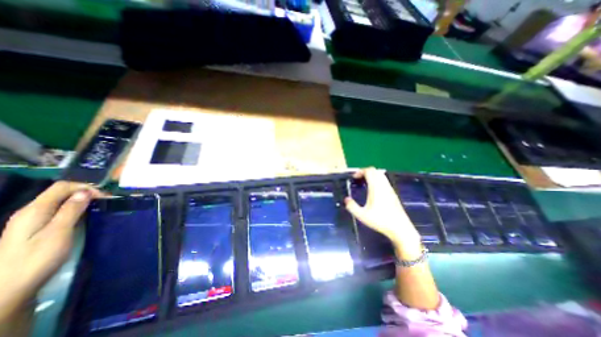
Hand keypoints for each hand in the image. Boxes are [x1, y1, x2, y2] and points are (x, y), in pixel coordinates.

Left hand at [0, 180, 102, 313]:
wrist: (10, 289)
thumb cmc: (37, 259)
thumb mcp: (58, 233)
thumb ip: (71, 210)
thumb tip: (85, 192)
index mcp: (34, 210)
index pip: (62, 187)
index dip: (85, 187)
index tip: (104, 197)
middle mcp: (30, 212)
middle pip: (60, 192)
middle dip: (85, 193)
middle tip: (105, 201)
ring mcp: (31, 221)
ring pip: (60, 201)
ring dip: (81, 201)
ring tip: (98, 207)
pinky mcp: (35, 229)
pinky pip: (58, 211)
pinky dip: (74, 209)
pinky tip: (83, 216)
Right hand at [345, 169, 418, 249]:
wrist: (400, 228)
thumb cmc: (380, 220)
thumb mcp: (362, 215)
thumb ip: (352, 206)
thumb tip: (346, 199)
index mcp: (376, 187)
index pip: (369, 171)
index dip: (360, 171)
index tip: (354, 177)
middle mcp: (383, 185)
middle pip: (375, 171)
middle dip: (365, 172)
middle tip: (358, 179)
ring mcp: (389, 189)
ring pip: (380, 175)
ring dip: (371, 175)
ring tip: (364, 183)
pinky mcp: (393, 193)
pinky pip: (384, 180)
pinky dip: (377, 180)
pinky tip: (373, 190)